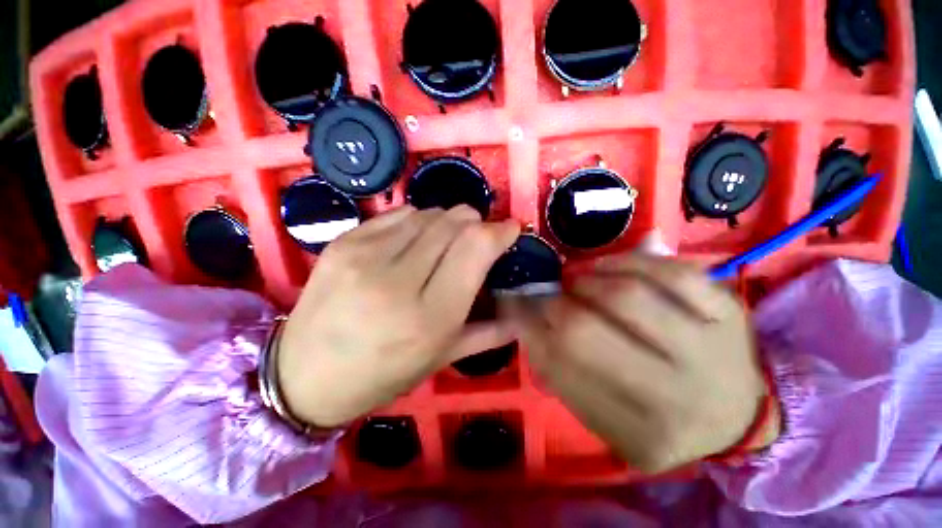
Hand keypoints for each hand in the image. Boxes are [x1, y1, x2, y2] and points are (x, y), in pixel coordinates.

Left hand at [277, 205, 520, 427]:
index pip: (476, 247)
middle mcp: (399, 280)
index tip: (509, 228)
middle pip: (453, 223)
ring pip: (427, 213)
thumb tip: (520, 317)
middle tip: (477, 234)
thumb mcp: (439, 359)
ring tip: (445, 239)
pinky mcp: (343, 243)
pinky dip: (416, 220)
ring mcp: (366, 256)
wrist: (304, 375)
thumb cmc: (381, 374)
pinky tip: (413, 239)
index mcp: (430, 315)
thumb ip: (486, 334)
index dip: (499, 231)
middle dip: (474, 221)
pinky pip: (397, 214)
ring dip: (446, 220)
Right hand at [506, 255, 774, 472]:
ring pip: (627, 295)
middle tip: (546, 294)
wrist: (736, 419)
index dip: (528, 330)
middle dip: (552, 304)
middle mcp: (675, 398)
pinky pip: (671, 272)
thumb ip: (559, 375)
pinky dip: (628, 261)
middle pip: (585, 332)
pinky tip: (608, 265)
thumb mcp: (605, 418)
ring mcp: (709, 351)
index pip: (559, 369)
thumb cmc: (658, 419)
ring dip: (585, 278)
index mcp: (637, 434)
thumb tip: (523, 320)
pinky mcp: (729, 313)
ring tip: (574, 278)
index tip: (513, 307)